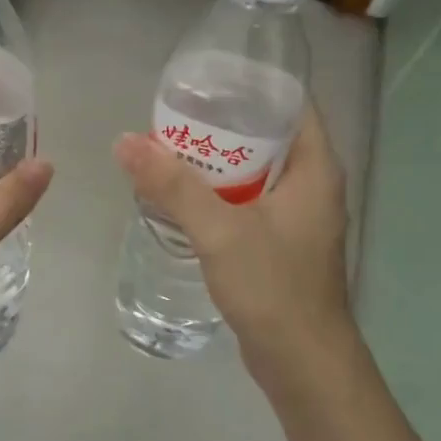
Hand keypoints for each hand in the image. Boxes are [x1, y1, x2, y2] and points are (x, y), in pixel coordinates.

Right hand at [114, 106, 349, 388]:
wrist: (302, 362)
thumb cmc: (273, 286)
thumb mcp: (219, 230)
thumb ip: (172, 185)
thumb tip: (125, 141)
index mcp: (315, 168)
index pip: (291, 104)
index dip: (253, 85)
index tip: (207, 78)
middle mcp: (312, 185)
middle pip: (268, 136)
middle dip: (224, 122)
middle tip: (177, 112)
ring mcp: (297, 216)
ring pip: (255, 171)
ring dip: (218, 160)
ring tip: (171, 146)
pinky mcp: (280, 242)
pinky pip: (248, 201)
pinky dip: (220, 192)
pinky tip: (184, 194)